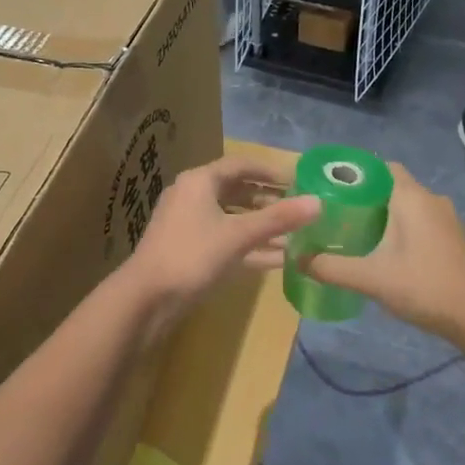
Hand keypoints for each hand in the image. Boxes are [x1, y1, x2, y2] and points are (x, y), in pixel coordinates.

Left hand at [118, 155, 319, 336]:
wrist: (145, 300)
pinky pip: (227, 241)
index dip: (271, 171)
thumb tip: (318, 202)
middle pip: (237, 191)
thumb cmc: (191, 256)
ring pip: (233, 219)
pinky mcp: (190, 252)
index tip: (299, 181)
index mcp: (200, 182)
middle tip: (301, 208)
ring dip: (263, 226)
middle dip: (270, 200)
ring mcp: (190, 225)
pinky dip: (251, 246)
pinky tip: (280, 259)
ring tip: (297, 235)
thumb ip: (278, 219)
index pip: (241, 165)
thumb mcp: (238, 235)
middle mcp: (193, 197)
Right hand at [304, 165, 464, 348]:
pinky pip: (421, 220)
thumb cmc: (422, 285)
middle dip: (365, 196)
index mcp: (411, 197)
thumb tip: (298, 259)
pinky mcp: (453, 238)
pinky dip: (402, 227)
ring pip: (408, 205)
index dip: (356, 173)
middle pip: (392, 185)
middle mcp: (431, 199)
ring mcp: (446, 218)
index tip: (331, 187)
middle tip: (335, 213)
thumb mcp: (370, 278)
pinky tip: (385, 249)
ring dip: (385, 213)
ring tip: (355, 231)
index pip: (381, 167)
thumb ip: (331, 267)